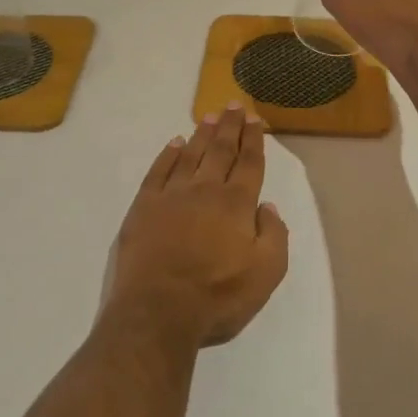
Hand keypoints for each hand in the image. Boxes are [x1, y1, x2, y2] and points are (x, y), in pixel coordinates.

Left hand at [102, 105, 290, 348]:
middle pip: (221, 151)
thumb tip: (268, 207)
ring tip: (209, 116)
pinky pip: (158, 171)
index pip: (249, 164)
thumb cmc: (217, 297)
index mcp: (236, 204)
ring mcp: (171, 195)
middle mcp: (205, 190)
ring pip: (190, 155)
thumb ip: (274, 236)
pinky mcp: (144, 206)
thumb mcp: (265, 275)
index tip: (255, 119)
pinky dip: (168, 154)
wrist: (158, 311)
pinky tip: (175, 143)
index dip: (253, 140)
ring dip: (202, 134)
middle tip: (235, 105)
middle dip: (230, 127)